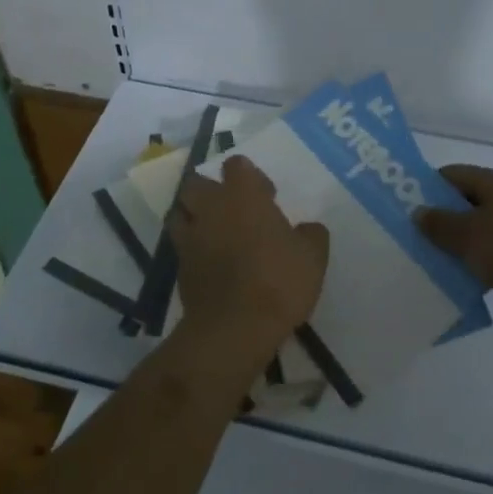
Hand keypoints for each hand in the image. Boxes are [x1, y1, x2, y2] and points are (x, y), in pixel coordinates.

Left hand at [169, 156, 328, 361]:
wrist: (235, 328)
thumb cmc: (278, 281)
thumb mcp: (313, 257)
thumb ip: (311, 234)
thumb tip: (307, 229)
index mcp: (243, 195)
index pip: (236, 165)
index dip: (250, 176)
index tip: (266, 196)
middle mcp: (212, 207)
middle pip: (198, 183)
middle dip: (212, 190)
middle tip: (234, 209)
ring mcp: (191, 236)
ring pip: (181, 211)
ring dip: (194, 216)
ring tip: (214, 231)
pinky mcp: (179, 266)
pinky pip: (180, 245)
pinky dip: (191, 247)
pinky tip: (208, 261)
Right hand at [417, 165, 492, 332]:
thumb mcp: (468, 235)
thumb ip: (439, 223)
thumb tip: (419, 212)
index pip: (454, 174)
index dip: (429, 187)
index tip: (406, 206)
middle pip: (468, 201)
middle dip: (443, 218)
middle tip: (415, 236)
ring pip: (482, 230)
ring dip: (461, 244)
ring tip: (433, 260)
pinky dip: (480, 262)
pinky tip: (463, 279)